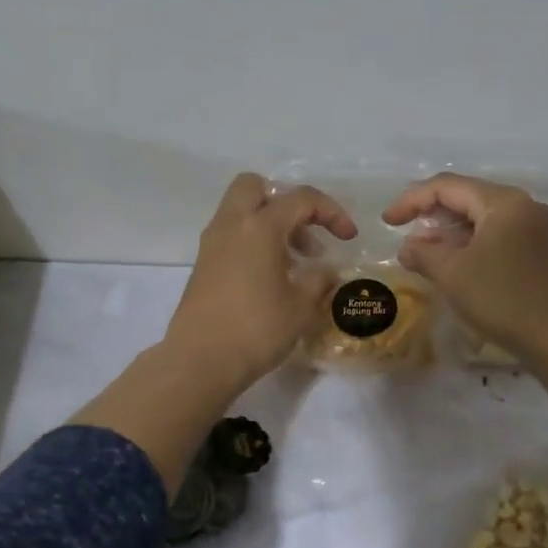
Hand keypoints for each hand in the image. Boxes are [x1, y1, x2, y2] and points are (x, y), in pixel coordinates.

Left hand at [163, 173, 357, 391]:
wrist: (200, 361)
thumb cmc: (256, 329)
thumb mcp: (301, 305)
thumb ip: (319, 279)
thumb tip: (326, 269)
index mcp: (259, 226)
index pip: (301, 199)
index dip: (331, 212)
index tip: (348, 238)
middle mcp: (232, 225)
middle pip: (256, 186)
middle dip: (286, 202)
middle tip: (306, 232)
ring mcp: (212, 244)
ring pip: (242, 211)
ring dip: (270, 224)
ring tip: (296, 262)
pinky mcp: (203, 265)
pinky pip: (232, 235)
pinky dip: (254, 242)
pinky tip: (272, 277)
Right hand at [383, 172, 547, 364]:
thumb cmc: (501, 299)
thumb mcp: (452, 274)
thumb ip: (423, 252)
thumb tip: (408, 247)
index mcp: (503, 202)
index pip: (447, 186)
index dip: (411, 200)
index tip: (387, 221)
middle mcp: (522, 205)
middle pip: (466, 196)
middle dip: (431, 213)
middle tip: (403, 232)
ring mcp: (534, 227)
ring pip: (481, 215)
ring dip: (449, 229)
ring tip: (422, 249)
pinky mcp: (538, 248)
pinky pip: (495, 232)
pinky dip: (469, 241)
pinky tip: (452, 260)